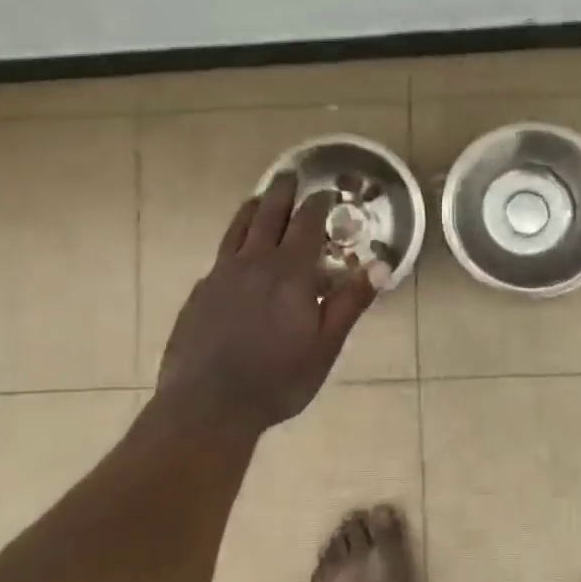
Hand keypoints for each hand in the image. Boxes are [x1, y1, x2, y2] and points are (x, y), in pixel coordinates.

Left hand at [157, 173, 383, 434]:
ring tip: (259, 197)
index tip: (325, 192)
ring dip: (252, 209)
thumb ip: (350, 302)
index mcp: (289, 272)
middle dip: (281, 193)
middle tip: (289, 175)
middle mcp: (253, 263)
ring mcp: (221, 276)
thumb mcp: (325, 345)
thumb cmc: (277, 379)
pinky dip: (233, 243)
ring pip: (238, 229)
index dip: (318, 204)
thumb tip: (380, 264)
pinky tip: (235, 254)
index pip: (306, 224)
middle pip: (268, 215)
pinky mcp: (200, 293)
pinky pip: (220, 256)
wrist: (208, 406)